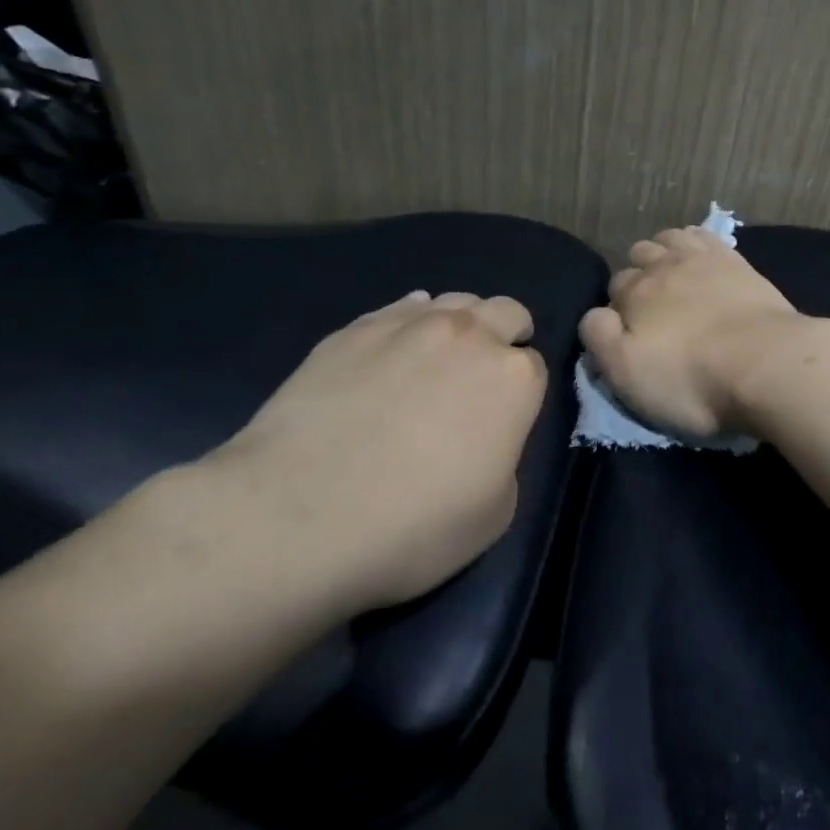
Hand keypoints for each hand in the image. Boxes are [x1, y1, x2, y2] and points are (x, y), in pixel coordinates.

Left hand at [204, 291, 545, 613]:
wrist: (296, 517)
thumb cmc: (412, 528)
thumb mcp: (493, 514)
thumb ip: (504, 458)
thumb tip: (483, 437)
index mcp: (513, 379)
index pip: (534, 366)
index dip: (520, 392)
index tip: (503, 417)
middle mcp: (469, 336)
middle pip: (505, 313)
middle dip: (504, 336)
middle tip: (482, 376)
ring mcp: (408, 325)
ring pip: (453, 301)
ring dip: (460, 324)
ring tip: (437, 360)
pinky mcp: (354, 329)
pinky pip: (398, 308)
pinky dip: (409, 322)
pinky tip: (393, 350)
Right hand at [579, 228, 804, 435]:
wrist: (766, 364)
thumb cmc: (691, 380)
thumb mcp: (627, 375)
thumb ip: (599, 339)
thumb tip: (594, 314)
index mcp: (634, 294)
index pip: (613, 288)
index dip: (617, 308)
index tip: (629, 331)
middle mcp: (663, 266)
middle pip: (639, 256)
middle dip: (638, 274)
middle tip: (652, 306)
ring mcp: (703, 259)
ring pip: (670, 239)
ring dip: (663, 251)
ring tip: (671, 274)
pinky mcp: (737, 261)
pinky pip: (705, 236)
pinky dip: (695, 241)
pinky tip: (700, 254)